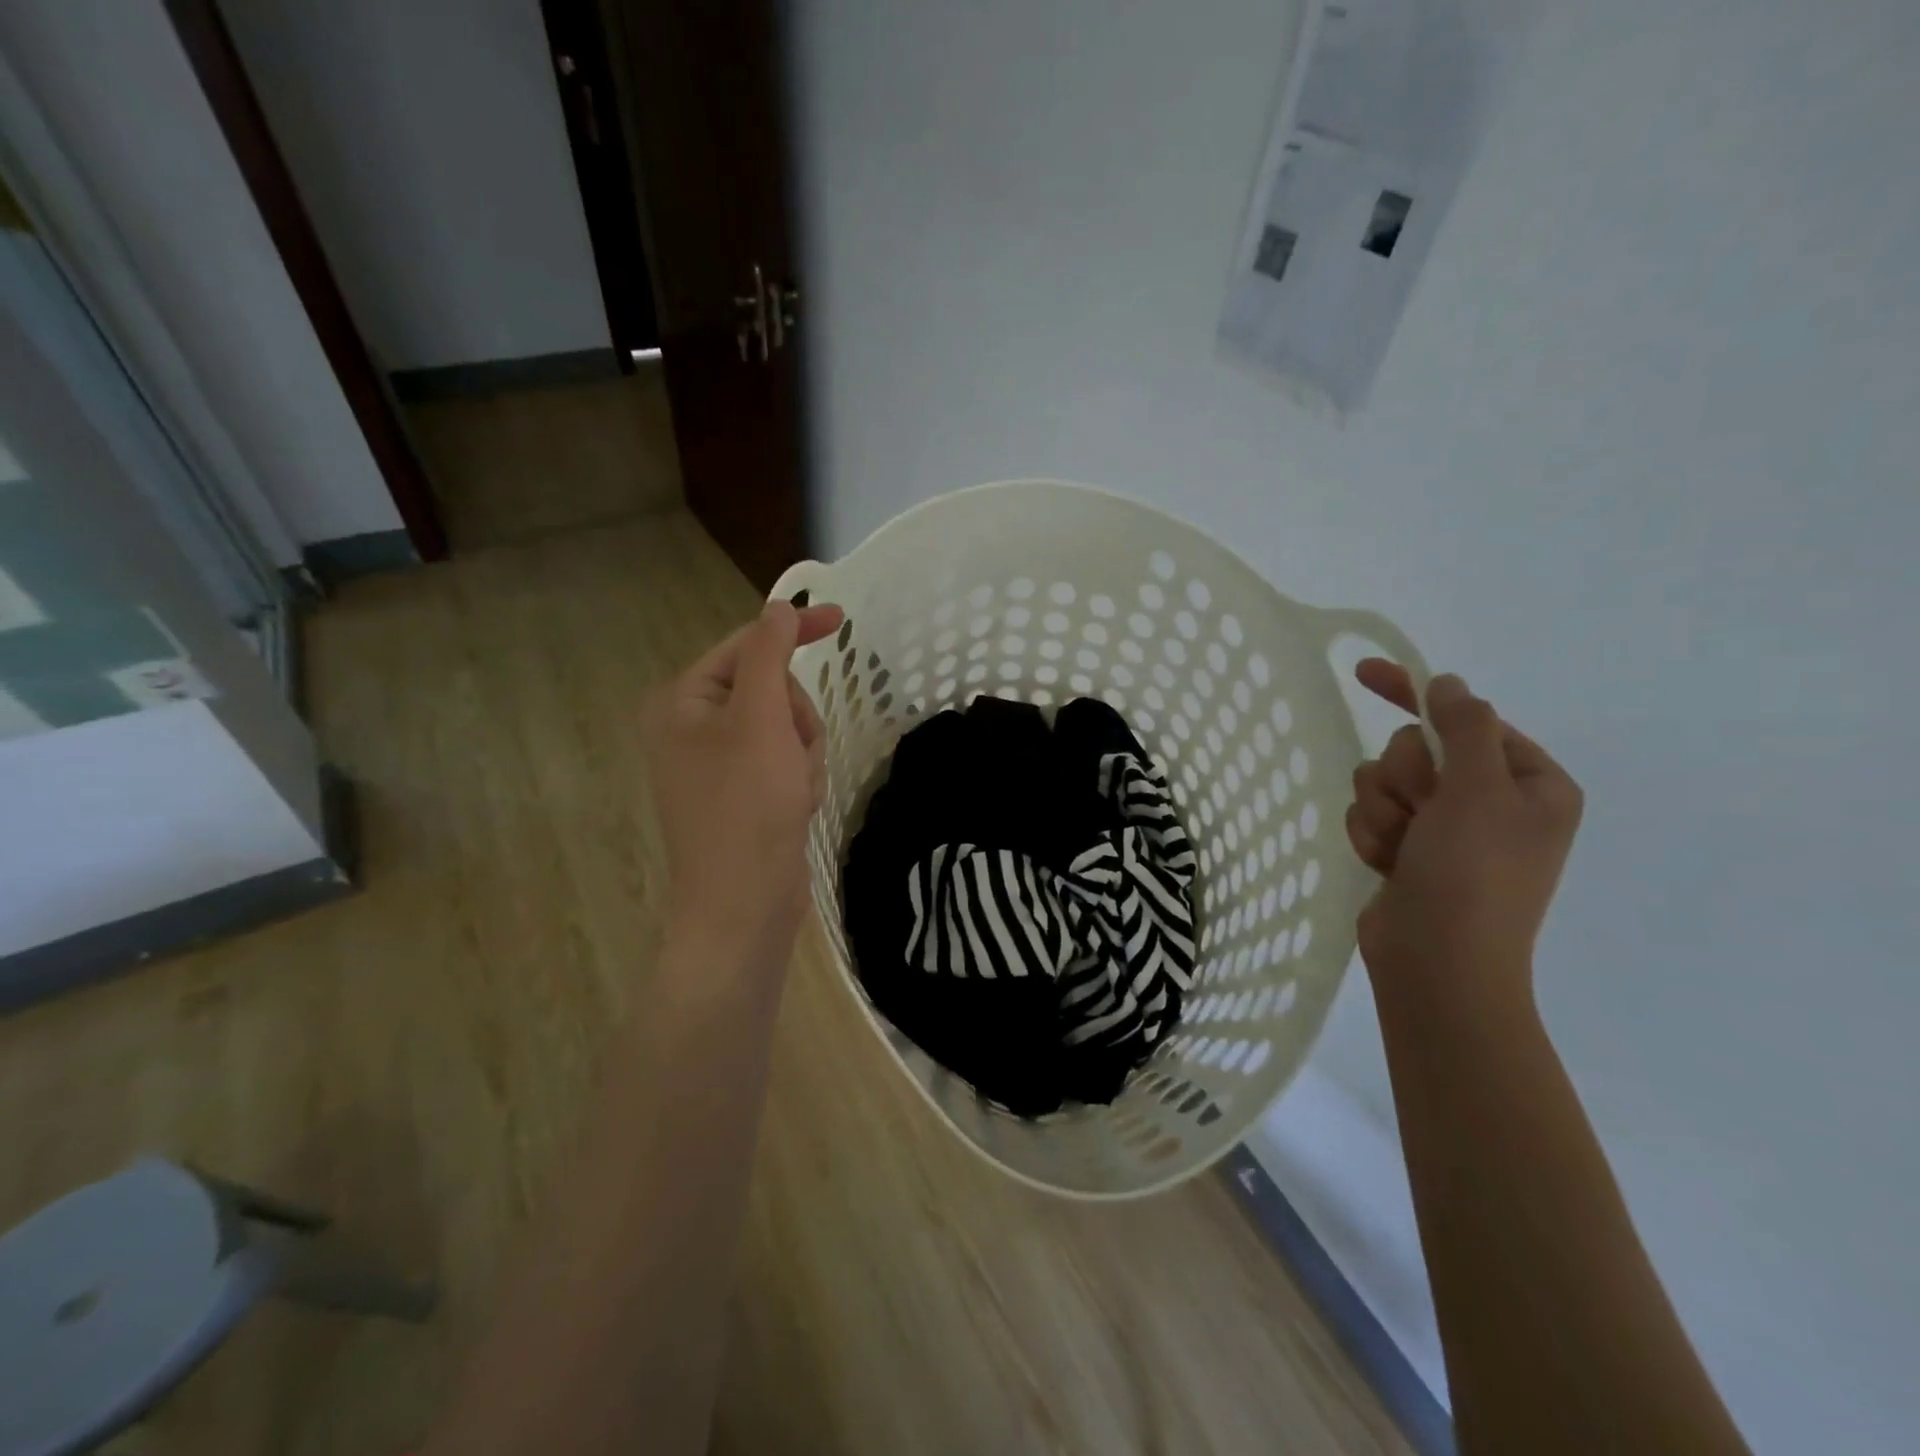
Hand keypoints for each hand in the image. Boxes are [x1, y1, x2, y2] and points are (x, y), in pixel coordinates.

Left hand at [648, 600, 844, 963]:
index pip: (745, 646)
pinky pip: (786, 762)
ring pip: (787, 728)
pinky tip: (796, 807)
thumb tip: (778, 608)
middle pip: (772, 690)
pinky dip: (800, 779)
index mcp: (683, 703)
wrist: (744, 906)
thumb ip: (768, 654)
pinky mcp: (744, 795)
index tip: (842, 620)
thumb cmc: (747, 807)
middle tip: (795, 752)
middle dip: (797, 719)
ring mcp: (720, 765)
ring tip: (795, 789)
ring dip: (804, 753)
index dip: (793, 631)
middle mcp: (694, 729)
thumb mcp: (759, 718)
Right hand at [1345, 661, 1583, 1008]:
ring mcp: (1445, 829)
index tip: (1365, 673)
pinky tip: (1387, 866)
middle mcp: (1489, 801)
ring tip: (1401, 850)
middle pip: (1414, 750)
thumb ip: (1462, 728)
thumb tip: (1448, 684)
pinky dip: (1372, 837)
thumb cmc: (1472, 874)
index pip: (1466, 719)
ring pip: (1382, 783)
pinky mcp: (1408, 851)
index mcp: (1528, 782)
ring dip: (1383, 812)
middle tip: (1419, 813)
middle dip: (1403, 779)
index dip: (1416, 696)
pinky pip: (1370, 815)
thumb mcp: (1478, 791)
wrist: (1438, 962)